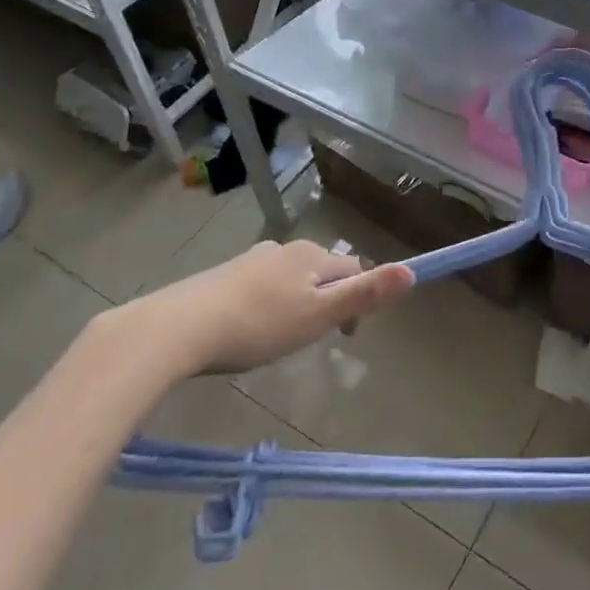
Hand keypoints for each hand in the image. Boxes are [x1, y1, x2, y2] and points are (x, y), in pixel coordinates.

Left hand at [129, 240, 414, 376]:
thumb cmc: (258, 325)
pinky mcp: (221, 276)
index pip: (352, 268)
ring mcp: (249, 260)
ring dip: (295, 305)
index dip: (358, 300)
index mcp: (310, 254)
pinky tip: (247, 331)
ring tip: (278, 340)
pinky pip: (259, 288)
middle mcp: (282, 248)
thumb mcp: (318, 316)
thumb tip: (412, 271)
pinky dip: (265, 307)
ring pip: (288, 280)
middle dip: (325, 301)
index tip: (343, 336)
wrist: (177, 328)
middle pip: (320, 272)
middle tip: (310, 339)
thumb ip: (364, 295)